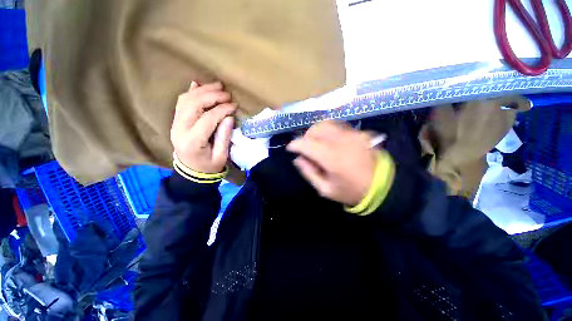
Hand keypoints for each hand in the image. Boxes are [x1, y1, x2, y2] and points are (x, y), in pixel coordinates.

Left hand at [170, 81, 236, 173]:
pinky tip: (199, 85)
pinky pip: (181, 102)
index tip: (234, 105)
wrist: (191, 172)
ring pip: (185, 100)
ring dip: (202, 90)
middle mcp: (180, 129)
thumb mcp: (221, 156)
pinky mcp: (176, 121)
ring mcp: (175, 124)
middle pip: (193, 104)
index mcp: (193, 141)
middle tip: (227, 94)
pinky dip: (191, 92)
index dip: (222, 109)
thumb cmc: (209, 167)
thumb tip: (229, 117)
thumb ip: (224, 137)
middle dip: (212, 95)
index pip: (208, 118)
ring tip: (217, 86)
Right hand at [286, 121, 377, 205]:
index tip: (290, 148)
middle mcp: (341, 141)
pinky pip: (338, 126)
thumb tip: (298, 158)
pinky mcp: (359, 133)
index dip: (294, 144)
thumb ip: (309, 172)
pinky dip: (329, 131)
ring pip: (327, 123)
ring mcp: (352, 134)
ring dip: (317, 132)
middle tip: (306, 148)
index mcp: (331, 157)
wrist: (383, 187)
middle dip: (306, 137)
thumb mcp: (325, 189)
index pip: (306, 143)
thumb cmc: (351, 191)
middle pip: (316, 128)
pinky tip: (331, 141)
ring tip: (317, 143)